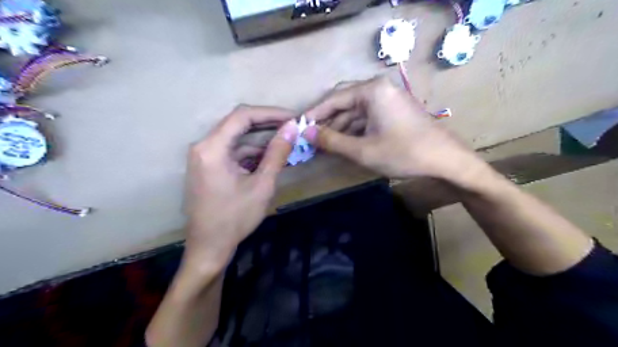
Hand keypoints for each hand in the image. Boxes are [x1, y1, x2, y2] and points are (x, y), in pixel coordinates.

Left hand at [184, 105, 298, 267]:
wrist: (209, 247)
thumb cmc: (235, 218)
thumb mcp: (262, 185)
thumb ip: (277, 153)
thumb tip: (292, 128)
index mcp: (212, 148)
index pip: (242, 116)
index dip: (270, 113)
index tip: (293, 117)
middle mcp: (203, 146)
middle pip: (238, 124)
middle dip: (267, 124)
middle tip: (292, 127)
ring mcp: (204, 157)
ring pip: (237, 139)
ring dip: (261, 141)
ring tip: (286, 143)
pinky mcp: (208, 166)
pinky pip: (232, 152)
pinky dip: (251, 154)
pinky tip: (269, 159)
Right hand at [304, 76, 481, 181]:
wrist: (446, 161)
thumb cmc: (403, 153)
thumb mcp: (362, 150)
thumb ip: (332, 140)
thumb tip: (306, 132)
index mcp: (372, 90)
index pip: (334, 98)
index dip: (315, 113)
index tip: (299, 126)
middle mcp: (380, 88)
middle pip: (345, 102)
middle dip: (328, 121)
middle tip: (312, 137)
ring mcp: (389, 99)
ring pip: (356, 111)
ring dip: (340, 127)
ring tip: (325, 144)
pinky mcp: (394, 111)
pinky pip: (368, 117)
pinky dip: (355, 129)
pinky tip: (345, 143)